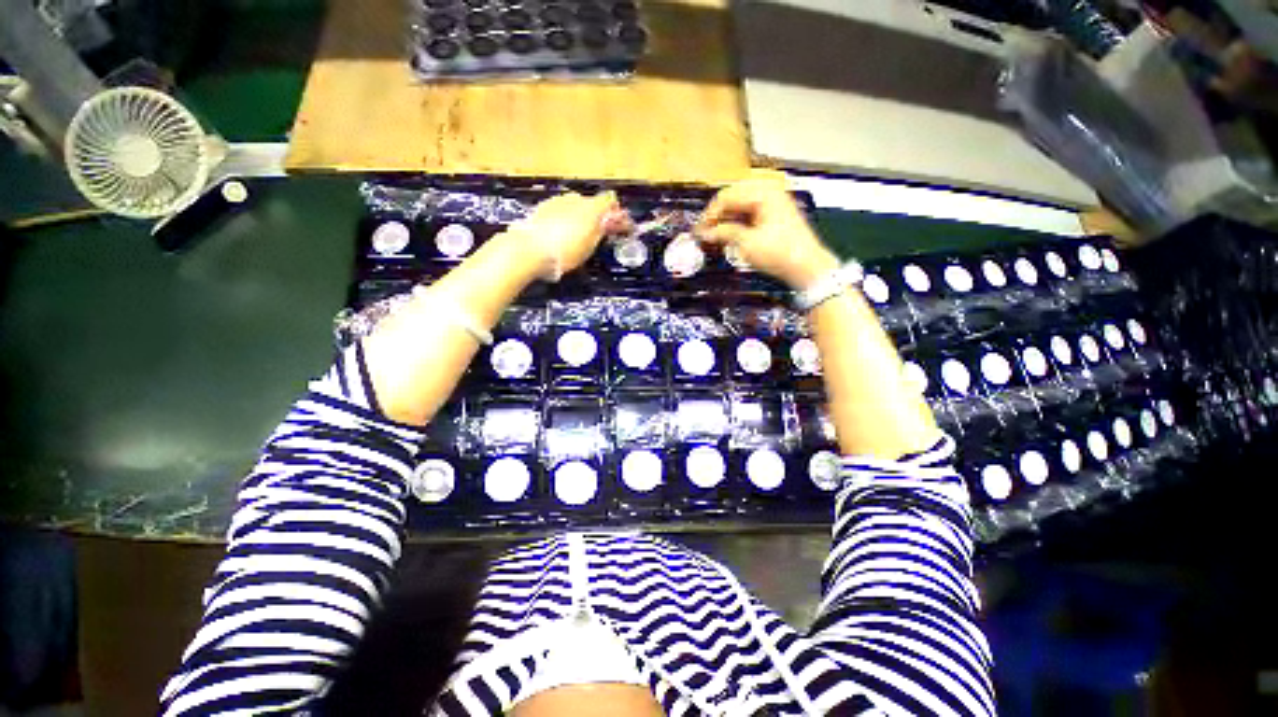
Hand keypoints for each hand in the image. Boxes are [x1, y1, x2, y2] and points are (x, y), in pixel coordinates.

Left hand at [504, 191, 632, 281]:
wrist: (529, 249)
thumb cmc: (565, 250)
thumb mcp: (591, 245)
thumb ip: (603, 230)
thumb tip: (613, 220)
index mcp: (591, 206)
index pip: (610, 200)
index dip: (616, 212)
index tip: (619, 226)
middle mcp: (574, 198)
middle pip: (591, 203)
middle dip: (597, 216)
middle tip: (599, 234)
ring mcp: (556, 201)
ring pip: (574, 206)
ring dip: (580, 217)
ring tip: (578, 237)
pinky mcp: (541, 208)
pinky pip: (560, 212)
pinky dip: (565, 220)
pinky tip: (561, 235)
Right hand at [695, 173, 838, 289]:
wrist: (807, 267)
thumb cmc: (781, 254)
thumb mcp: (747, 244)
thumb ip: (724, 233)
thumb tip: (705, 233)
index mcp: (763, 192)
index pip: (727, 196)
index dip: (710, 214)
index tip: (699, 230)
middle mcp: (769, 191)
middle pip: (733, 196)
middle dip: (717, 214)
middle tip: (704, 231)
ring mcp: (774, 201)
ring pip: (740, 204)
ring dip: (726, 218)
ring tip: (714, 234)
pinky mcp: (775, 213)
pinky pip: (749, 211)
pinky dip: (737, 221)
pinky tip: (729, 233)